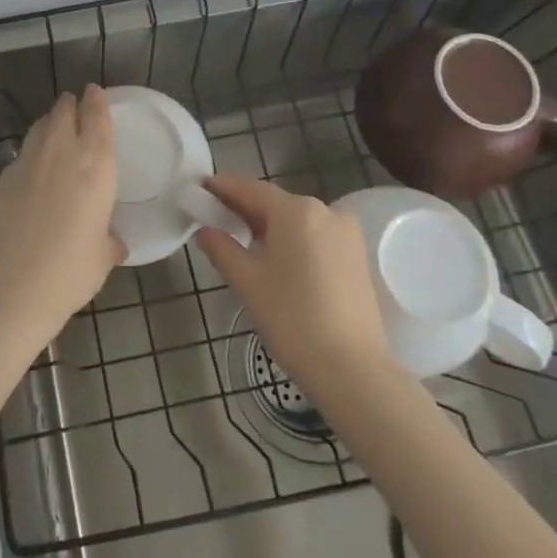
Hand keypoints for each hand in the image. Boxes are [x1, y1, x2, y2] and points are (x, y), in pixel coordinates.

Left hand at [0, 87, 123, 332]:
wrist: (13, 282)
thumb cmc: (72, 268)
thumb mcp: (102, 256)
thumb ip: (109, 240)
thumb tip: (112, 242)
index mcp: (95, 163)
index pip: (97, 116)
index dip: (96, 100)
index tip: (95, 91)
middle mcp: (61, 151)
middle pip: (64, 111)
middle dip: (70, 105)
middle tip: (75, 105)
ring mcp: (27, 161)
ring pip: (40, 126)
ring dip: (49, 122)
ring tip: (55, 128)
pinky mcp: (2, 177)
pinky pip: (21, 154)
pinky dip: (30, 153)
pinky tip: (33, 169)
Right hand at [195, 175, 394, 398]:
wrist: (353, 370)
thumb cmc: (292, 319)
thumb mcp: (247, 282)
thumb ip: (221, 248)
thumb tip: (205, 230)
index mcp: (296, 210)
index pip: (249, 188)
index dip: (222, 187)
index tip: (199, 189)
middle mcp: (325, 210)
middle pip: (274, 202)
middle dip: (244, 208)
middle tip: (214, 218)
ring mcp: (346, 233)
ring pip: (296, 219)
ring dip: (268, 225)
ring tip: (241, 241)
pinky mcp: (357, 255)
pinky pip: (315, 235)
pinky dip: (292, 239)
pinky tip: (275, 258)